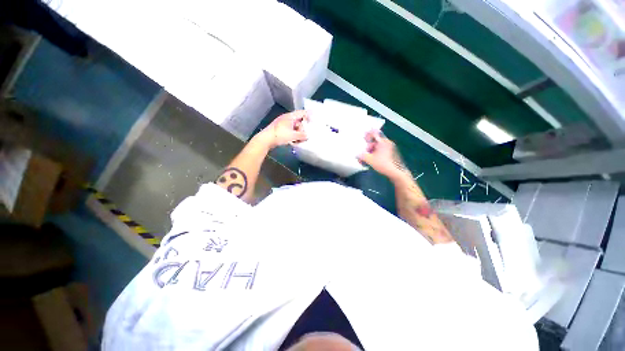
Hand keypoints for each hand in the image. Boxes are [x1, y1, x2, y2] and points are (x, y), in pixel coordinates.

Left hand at [260, 110, 308, 148]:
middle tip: (306, 134)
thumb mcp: (293, 135)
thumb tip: (308, 136)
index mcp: (290, 116)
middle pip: (299, 121)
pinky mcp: (280, 130)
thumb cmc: (280, 135)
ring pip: (294, 127)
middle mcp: (287, 118)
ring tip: (300, 139)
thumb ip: (302, 135)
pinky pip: (290, 131)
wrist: (266, 139)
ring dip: (298, 133)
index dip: (309, 116)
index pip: (302, 113)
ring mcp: (283, 124)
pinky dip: (293, 135)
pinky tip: (294, 141)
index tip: (314, 121)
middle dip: (303, 128)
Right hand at [358, 130, 410, 180]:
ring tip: (366, 160)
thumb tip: (357, 155)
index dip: (368, 134)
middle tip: (364, 154)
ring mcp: (391, 149)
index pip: (375, 134)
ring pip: (378, 148)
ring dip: (371, 152)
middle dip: (368, 147)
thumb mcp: (370, 160)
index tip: (363, 135)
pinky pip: (382, 152)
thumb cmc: (383, 163)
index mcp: (383, 142)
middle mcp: (387, 143)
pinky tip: (372, 161)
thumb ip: (362, 156)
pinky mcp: (392, 155)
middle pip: (375, 142)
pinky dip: (376, 154)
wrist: (396, 172)